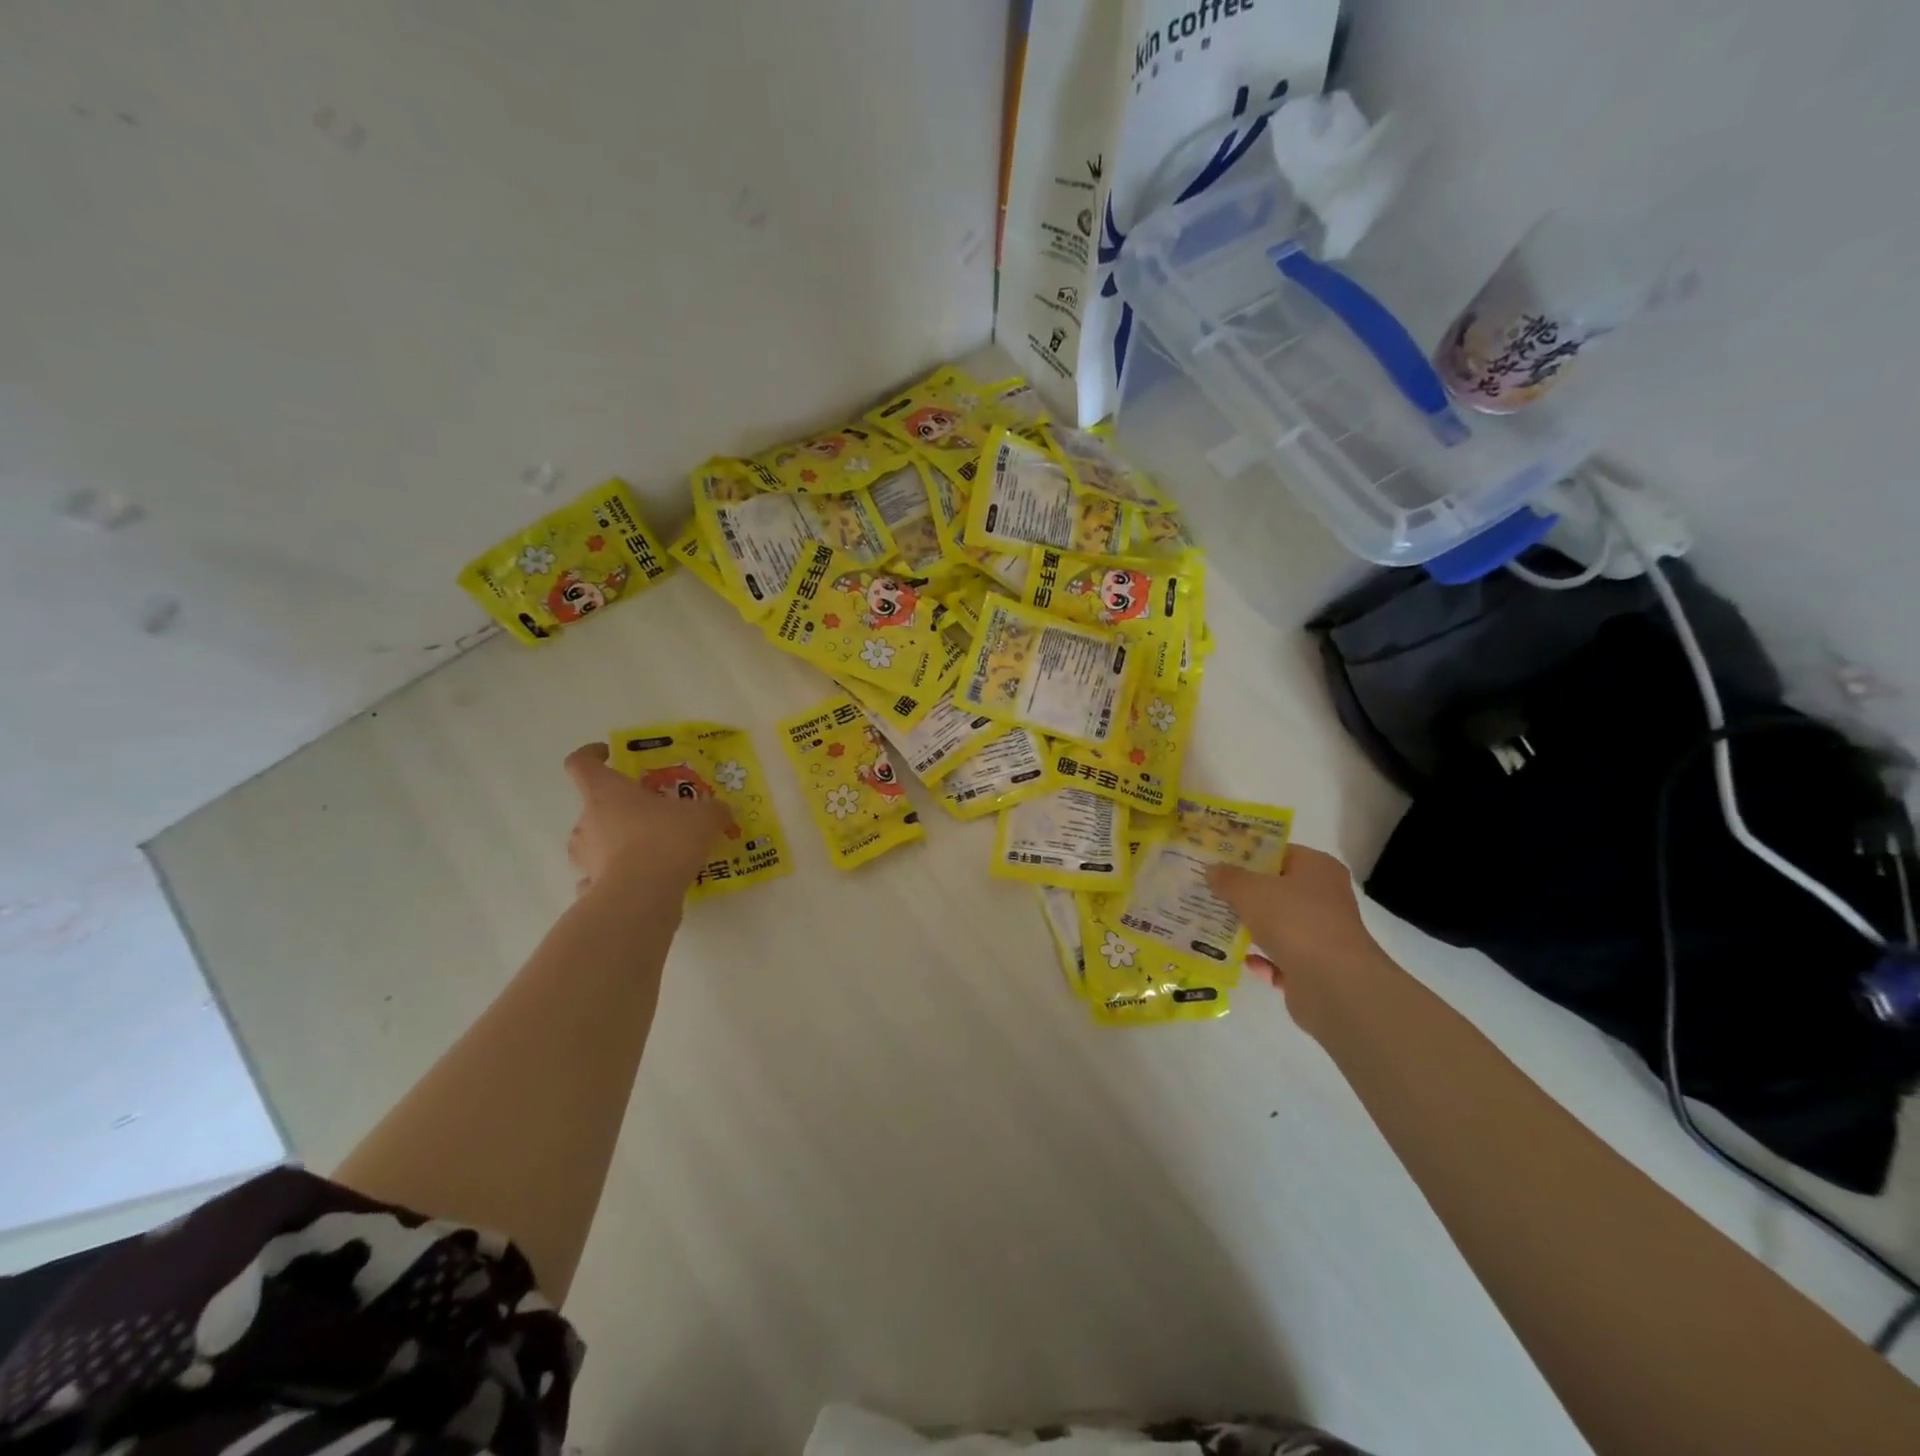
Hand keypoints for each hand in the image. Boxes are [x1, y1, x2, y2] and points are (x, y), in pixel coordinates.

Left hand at [563, 744, 734, 896]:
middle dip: (622, 809)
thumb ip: (713, 810)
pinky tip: (642, 882)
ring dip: (618, 844)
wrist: (642, 896)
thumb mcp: (704, 817)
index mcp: (606, 793)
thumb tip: (720, 810)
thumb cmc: (666, 840)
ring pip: (598, 843)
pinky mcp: (591, 889)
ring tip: (653, 853)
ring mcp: (585, 858)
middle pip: (596, 806)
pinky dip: (616, 877)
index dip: (592, 755)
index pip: (582, 763)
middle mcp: (587, 821)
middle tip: (654, 814)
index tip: (610, 754)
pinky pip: (601, 877)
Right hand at [1207, 846, 1381, 1033]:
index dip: (1248, 855)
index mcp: (1317, 868)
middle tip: (1208, 890)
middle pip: (1276, 890)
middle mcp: (1324, 897)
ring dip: (1250, 927)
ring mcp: (1321, 934)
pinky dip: (1261, 958)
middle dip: (1243, 893)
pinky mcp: (1315, 967)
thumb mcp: (1250, 890)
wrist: (1333, 984)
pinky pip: (1280, 957)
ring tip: (1213, 923)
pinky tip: (1240, 958)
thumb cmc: (1294, 921)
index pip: (1279, 853)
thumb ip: (1228, 878)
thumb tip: (1212, 870)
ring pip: (1277, 925)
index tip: (1218, 860)